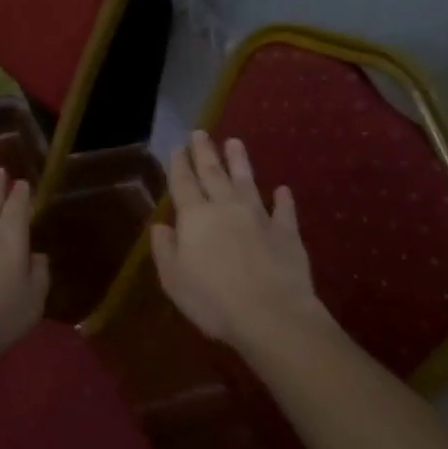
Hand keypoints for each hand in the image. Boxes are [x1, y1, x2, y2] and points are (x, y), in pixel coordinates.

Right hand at [150, 132, 330, 353]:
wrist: (271, 315)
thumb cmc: (213, 300)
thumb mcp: (174, 279)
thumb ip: (165, 249)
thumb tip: (161, 225)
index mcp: (195, 217)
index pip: (183, 183)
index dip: (179, 164)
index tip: (177, 146)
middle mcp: (226, 208)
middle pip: (213, 173)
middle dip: (205, 152)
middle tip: (200, 133)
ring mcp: (259, 217)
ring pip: (247, 182)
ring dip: (240, 162)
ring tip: (235, 142)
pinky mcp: (286, 233)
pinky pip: (284, 211)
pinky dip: (283, 199)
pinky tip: (283, 190)